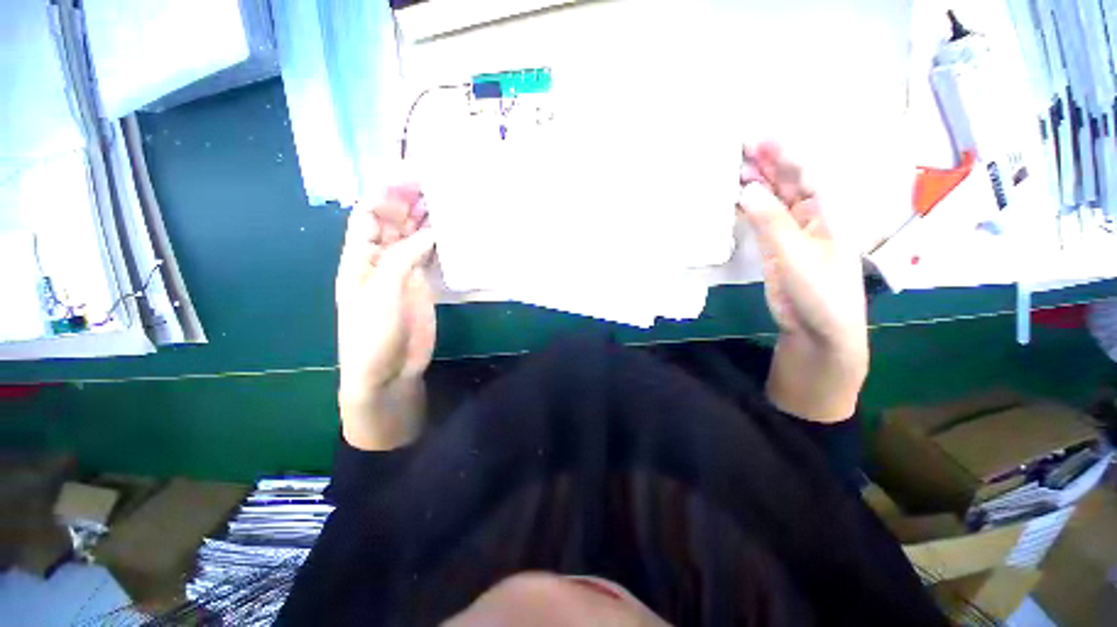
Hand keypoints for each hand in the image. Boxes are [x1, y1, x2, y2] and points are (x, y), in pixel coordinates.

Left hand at [336, 184, 435, 448]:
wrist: (388, 369)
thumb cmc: (373, 332)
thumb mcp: (382, 291)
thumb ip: (403, 257)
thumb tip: (431, 231)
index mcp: (360, 257)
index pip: (369, 216)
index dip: (385, 195)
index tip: (409, 178)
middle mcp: (381, 259)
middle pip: (393, 222)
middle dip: (408, 201)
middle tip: (434, 183)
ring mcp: (403, 272)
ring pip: (413, 237)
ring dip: (425, 219)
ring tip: (446, 200)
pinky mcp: (422, 284)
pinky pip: (429, 256)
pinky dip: (438, 242)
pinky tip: (450, 230)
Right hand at [737, 142, 868, 421]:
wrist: (818, 330)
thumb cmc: (819, 291)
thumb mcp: (795, 254)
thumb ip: (770, 220)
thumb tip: (745, 188)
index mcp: (827, 211)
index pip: (805, 173)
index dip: (783, 154)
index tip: (757, 138)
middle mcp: (810, 216)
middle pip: (788, 183)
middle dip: (766, 164)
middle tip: (738, 148)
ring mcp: (791, 233)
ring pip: (772, 200)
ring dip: (755, 184)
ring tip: (732, 168)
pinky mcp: (775, 249)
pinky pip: (762, 220)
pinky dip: (749, 208)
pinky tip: (735, 199)